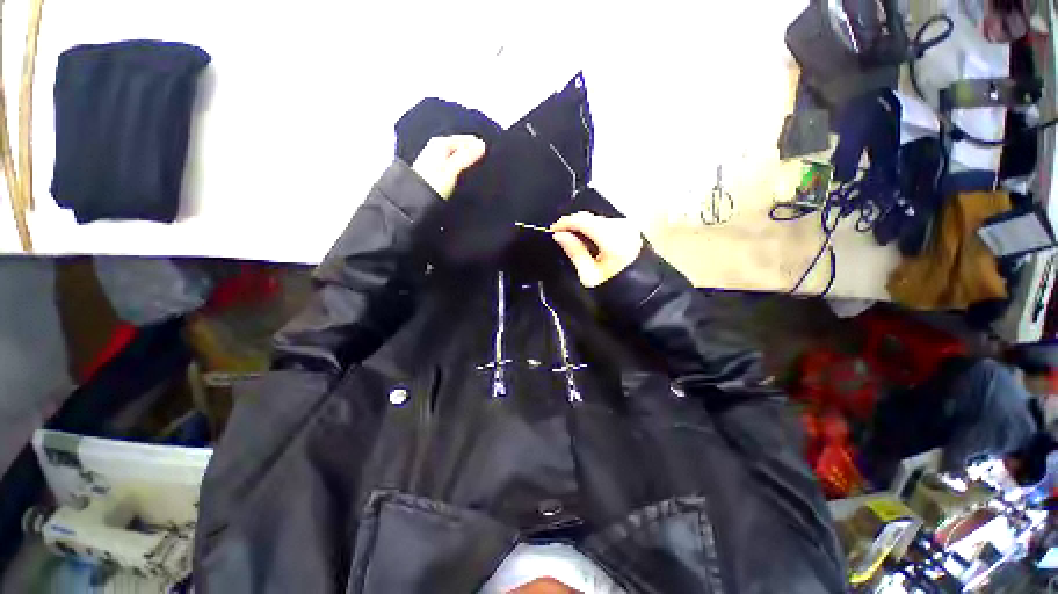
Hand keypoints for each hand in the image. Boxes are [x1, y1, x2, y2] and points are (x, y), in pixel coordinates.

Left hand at [411, 135, 485, 199]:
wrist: (414, 201)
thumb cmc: (432, 185)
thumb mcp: (452, 170)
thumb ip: (467, 157)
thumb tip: (483, 145)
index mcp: (441, 143)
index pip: (468, 140)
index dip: (479, 149)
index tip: (490, 160)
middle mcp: (438, 147)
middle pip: (463, 147)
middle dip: (474, 156)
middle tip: (486, 168)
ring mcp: (437, 159)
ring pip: (459, 157)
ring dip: (468, 164)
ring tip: (478, 174)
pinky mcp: (438, 171)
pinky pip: (455, 165)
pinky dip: (462, 170)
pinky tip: (467, 179)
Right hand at [551, 212, 643, 287]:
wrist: (641, 289)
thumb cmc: (614, 285)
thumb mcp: (589, 274)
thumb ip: (574, 252)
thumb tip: (559, 235)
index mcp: (612, 239)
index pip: (583, 221)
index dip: (564, 223)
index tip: (552, 230)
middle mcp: (621, 226)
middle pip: (590, 218)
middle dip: (572, 224)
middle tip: (559, 235)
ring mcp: (627, 225)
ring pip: (596, 219)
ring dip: (582, 226)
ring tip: (571, 238)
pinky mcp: (629, 227)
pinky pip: (605, 223)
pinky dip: (593, 228)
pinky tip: (586, 239)